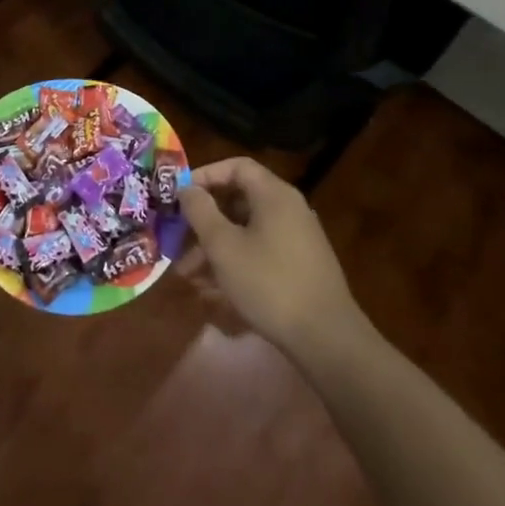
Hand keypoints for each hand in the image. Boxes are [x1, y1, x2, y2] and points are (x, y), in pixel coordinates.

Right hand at [179, 158, 367, 360]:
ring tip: (188, 277)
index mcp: (274, 195)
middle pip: (238, 202)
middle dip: (204, 222)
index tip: (180, 196)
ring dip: (214, 249)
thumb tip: (187, 188)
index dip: (205, 175)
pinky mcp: (299, 268)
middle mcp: (288, 210)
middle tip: (177, 242)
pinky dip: (235, 264)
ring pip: (246, 232)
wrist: (326, 338)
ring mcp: (296, 240)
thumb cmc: (269, 283)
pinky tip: (212, 292)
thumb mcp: (224, 246)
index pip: (236, 167)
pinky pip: (259, 254)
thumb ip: (200, 211)